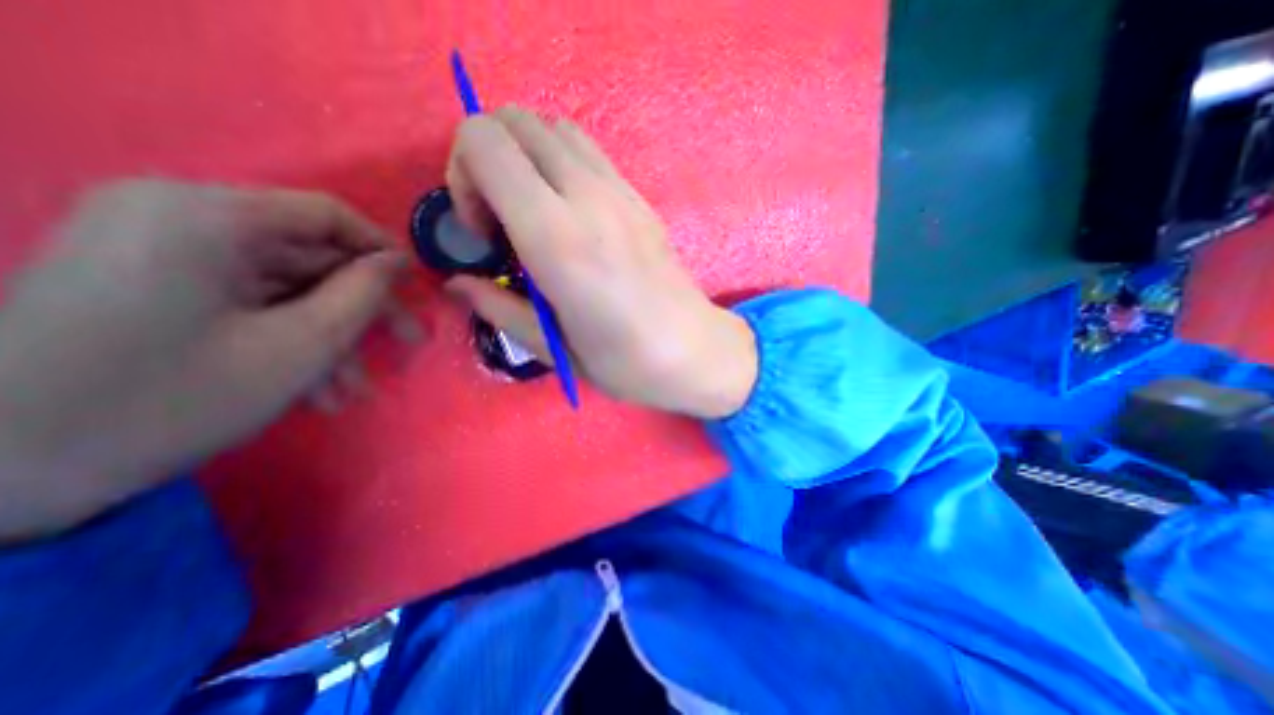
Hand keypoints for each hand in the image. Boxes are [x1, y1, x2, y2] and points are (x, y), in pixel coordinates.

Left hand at [1, 180, 408, 542]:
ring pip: (282, 287)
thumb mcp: (301, 345)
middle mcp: (176, 216)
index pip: (326, 214)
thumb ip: (363, 294)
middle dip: (359, 309)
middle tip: (405, 345)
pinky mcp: (147, 283)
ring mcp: (156, 250)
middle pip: (307, 255)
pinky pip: (245, 302)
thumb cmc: (173, 398)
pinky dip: (286, 339)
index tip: (416, 290)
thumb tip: (397, 263)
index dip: (382, 251)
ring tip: (353, 390)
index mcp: (205, 215)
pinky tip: (314, 389)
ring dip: (328, 337)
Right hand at [443, 107, 754, 416]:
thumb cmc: (624, 362)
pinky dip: (562, 165)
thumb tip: (458, 284)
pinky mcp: (641, 198)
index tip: (482, 232)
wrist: (693, 351)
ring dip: (527, 157)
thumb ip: (498, 308)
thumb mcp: (552, 347)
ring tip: (534, 214)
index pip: (484, 142)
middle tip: (501, 220)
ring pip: (555, 128)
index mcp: (557, 238)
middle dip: (488, 158)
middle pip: (516, 120)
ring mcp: (621, 192)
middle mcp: (589, 198)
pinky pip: (589, 153)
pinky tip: (570, 216)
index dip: (462, 175)